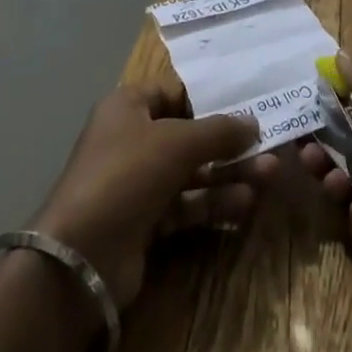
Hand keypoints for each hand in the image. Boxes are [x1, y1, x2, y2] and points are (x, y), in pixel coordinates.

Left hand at [34, 83, 278, 308]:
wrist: (83, 257)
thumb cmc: (126, 174)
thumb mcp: (176, 142)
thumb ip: (217, 131)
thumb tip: (253, 122)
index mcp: (128, 106)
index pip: (175, 93)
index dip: (209, 99)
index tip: (247, 104)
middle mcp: (132, 139)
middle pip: (187, 135)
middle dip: (227, 142)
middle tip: (267, 145)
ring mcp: (138, 183)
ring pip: (191, 173)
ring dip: (227, 174)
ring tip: (268, 175)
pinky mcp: (146, 223)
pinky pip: (186, 205)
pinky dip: (213, 204)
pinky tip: (245, 204)